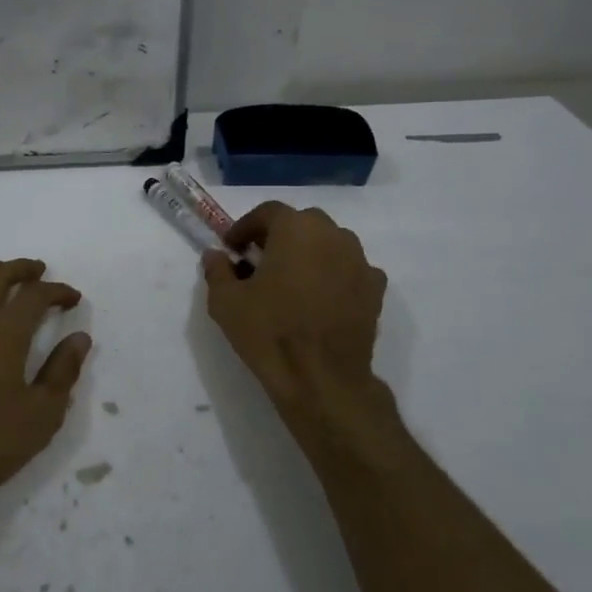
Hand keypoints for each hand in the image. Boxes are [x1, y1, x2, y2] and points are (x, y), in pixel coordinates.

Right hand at [203, 201, 389, 422]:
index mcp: (295, 229)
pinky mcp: (375, 289)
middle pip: (302, 224)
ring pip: (329, 244)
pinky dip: (333, 275)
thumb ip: (217, 270)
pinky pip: (349, 270)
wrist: (322, 378)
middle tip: (260, 261)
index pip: (268, 212)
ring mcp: (359, 261)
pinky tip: (319, 299)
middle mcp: (333, 235)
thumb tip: (216, 255)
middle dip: (279, 237)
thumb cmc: (269, 332)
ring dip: (308, 254)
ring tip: (291, 281)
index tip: (232, 247)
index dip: (246, 227)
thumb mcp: (225, 301)